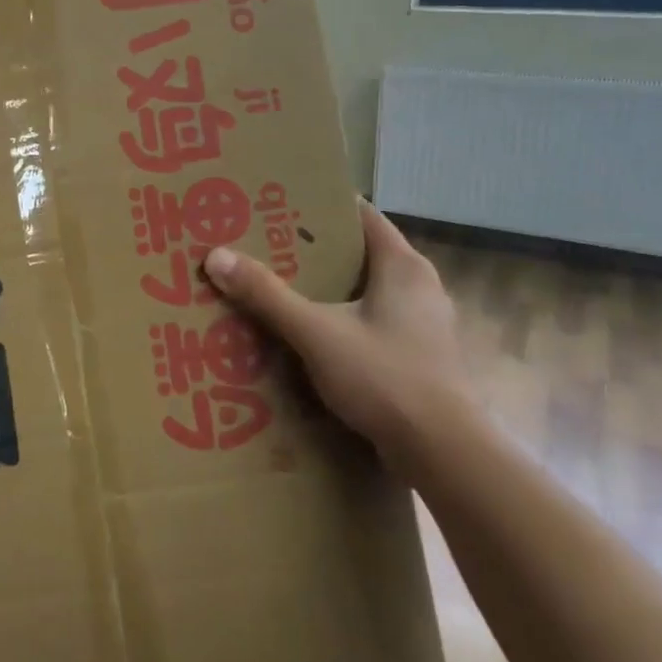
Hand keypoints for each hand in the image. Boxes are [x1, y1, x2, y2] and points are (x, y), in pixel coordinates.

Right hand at [202, 201, 468, 467]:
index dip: (320, 207)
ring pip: (366, 291)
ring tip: (280, 290)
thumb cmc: (385, 378)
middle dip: (314, 251)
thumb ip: (267, 295)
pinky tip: (311, 335)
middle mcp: (420, 285)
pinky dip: (343, 319)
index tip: (278, 206)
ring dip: (328, 289)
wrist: (445, 454)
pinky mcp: (420, 355)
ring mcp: (424, 323)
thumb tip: (217, 256)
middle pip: (360, 253)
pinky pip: (373, 322)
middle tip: (266, 248)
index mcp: (403, 265)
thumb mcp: (316, 333)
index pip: (361, 215)